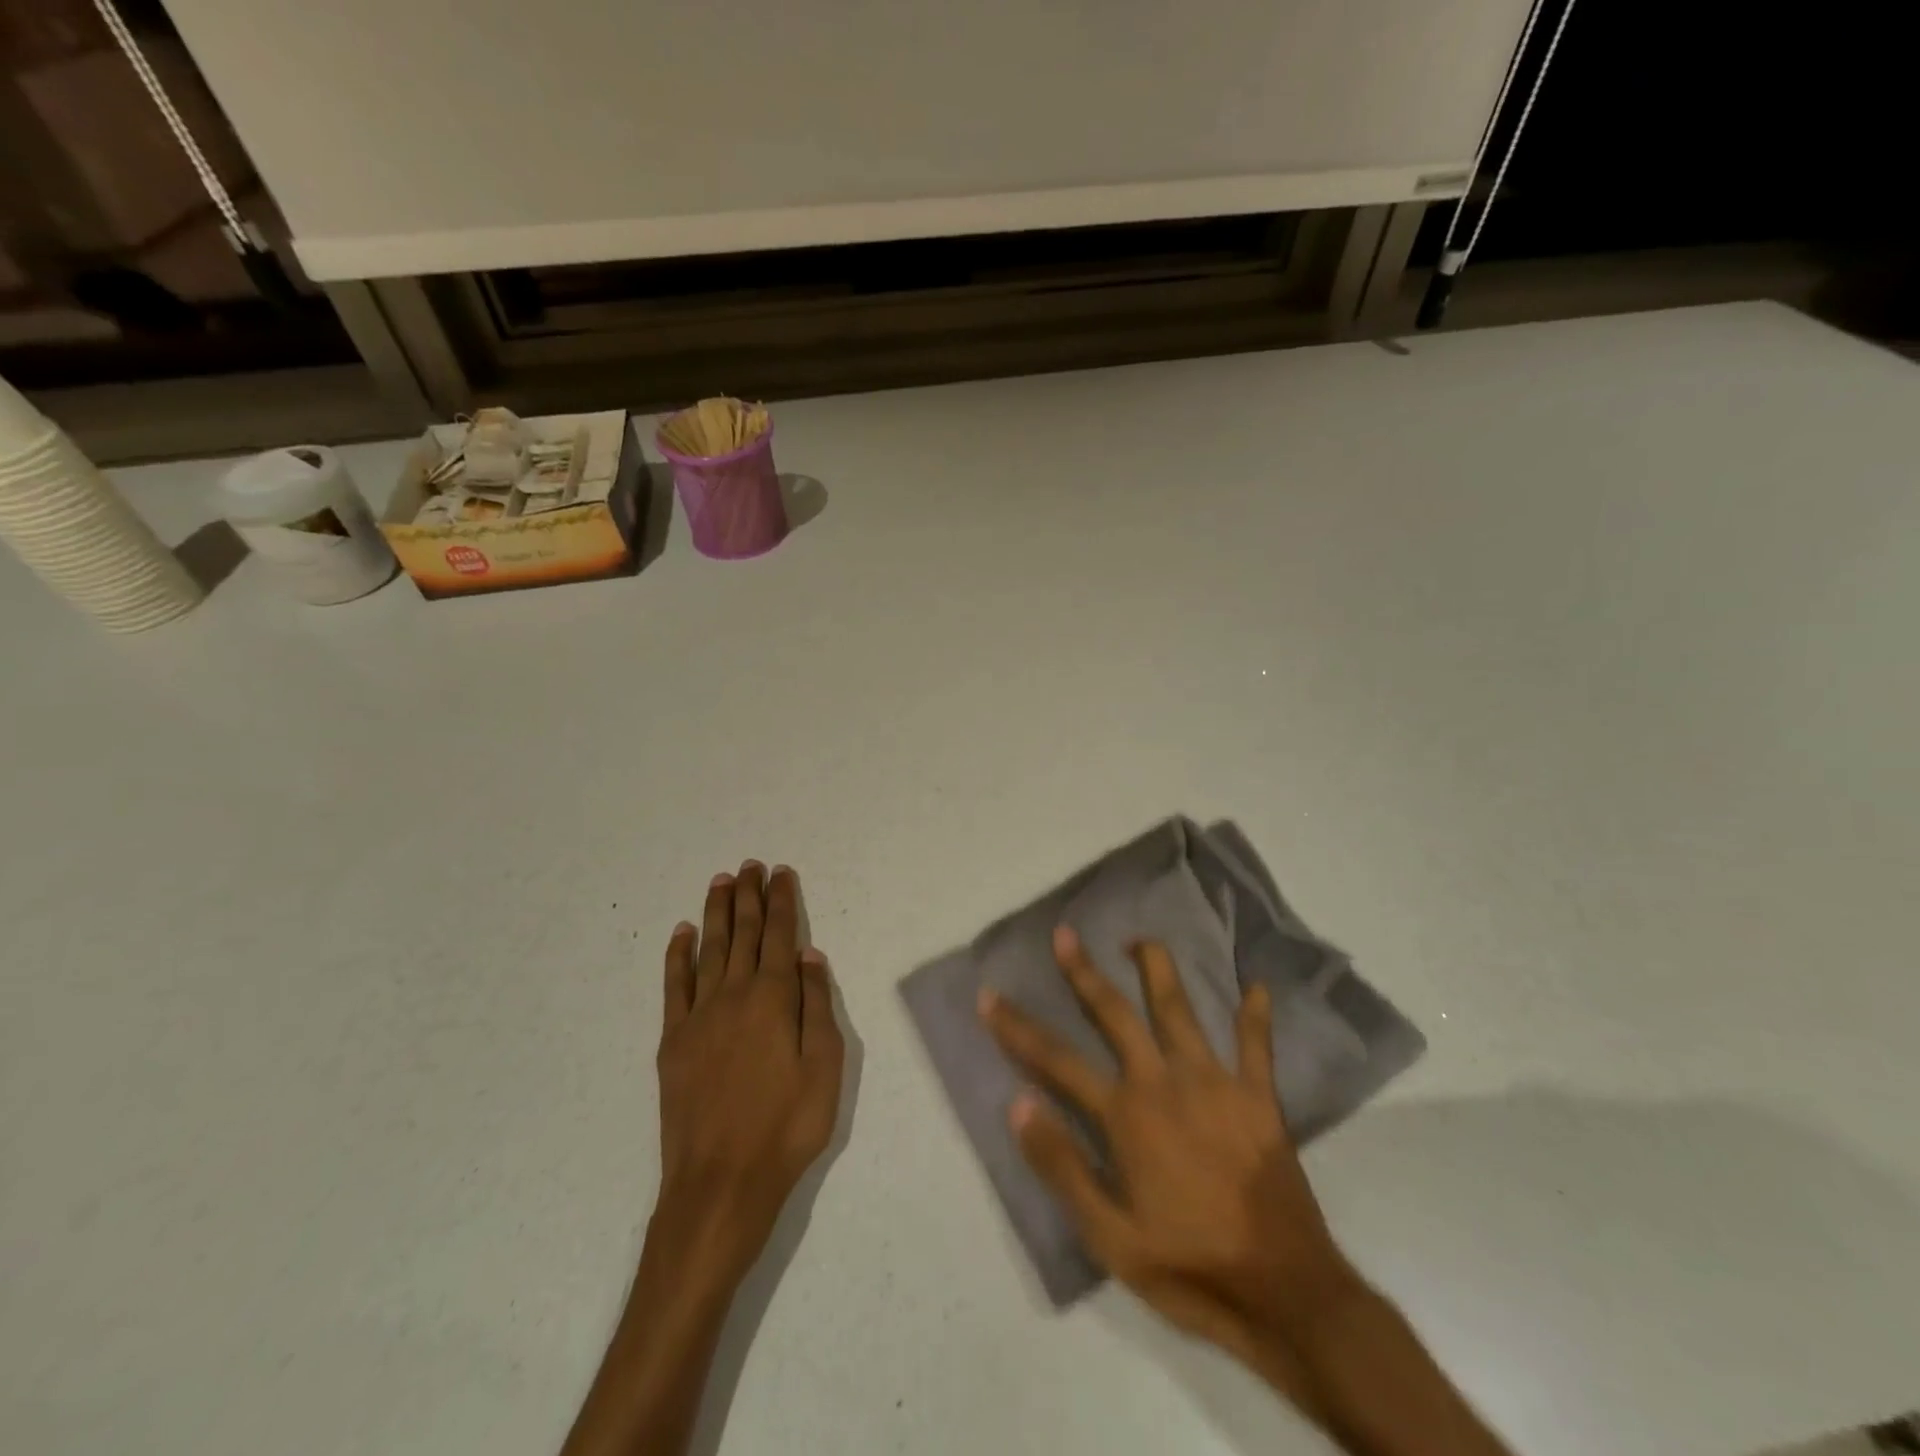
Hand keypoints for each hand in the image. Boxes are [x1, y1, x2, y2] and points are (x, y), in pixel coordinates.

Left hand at [653, 862, 844, 1284]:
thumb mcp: (825, 1067)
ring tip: (721, 882)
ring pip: (709, 949)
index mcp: (773, 999)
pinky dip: (678, 955)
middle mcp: (734, 995)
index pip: (779, 935)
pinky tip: (682, 933)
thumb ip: (817, 1006)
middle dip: (748, 896)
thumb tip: (809, 956)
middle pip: (743, 933)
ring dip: (716, 913)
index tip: (780, 872)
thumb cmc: (786, 1126)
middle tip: (750, 865)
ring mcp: (699, 1016)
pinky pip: (674, 986)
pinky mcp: (674, 1041)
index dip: (781, 901)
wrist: (720, 1182)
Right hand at [979, 928, 1363, 1402]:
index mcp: (1126, 1114)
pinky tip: (1257, 986)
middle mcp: (1165, 1082)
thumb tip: (1019, 1104)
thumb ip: (1063, 1166)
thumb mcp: (1110, 1237)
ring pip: (1181, 1010)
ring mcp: (1215, 1083)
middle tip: (1065, 934)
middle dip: (1084, 973)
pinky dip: (1256, 1016)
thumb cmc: (1189, 1266)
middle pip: (1115, 1014)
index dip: (1017, 1028)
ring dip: (1158, 970)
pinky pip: (1257, 1046)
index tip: (989, 996)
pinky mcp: (1259, 1098)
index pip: (1057, 1060)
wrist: (1285, 1293)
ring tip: (1141, 940)